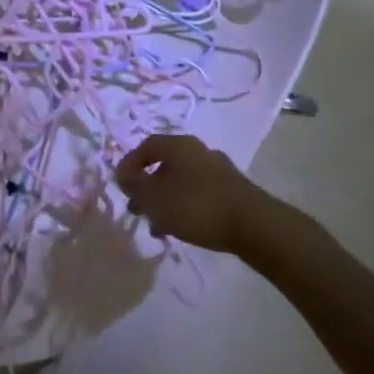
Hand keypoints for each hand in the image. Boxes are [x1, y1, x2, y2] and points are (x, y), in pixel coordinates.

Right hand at [115, 134, 271, 253]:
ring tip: (158, 226)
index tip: (121, 186)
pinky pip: (198, 192)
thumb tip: (122, 172)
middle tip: (138, 208)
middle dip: (147, 186)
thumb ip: (133, 184)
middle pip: (164, 163)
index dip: (129, 164)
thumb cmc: (195, 205)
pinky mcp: (230, 189)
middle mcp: (197, 150)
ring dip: (165, 199)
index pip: (146, 146)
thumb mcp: (154, 196)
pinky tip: (182, 228)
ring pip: (181, 180)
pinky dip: (184, 206)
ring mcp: (217, 169)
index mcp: (178, 145)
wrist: (252, 224)